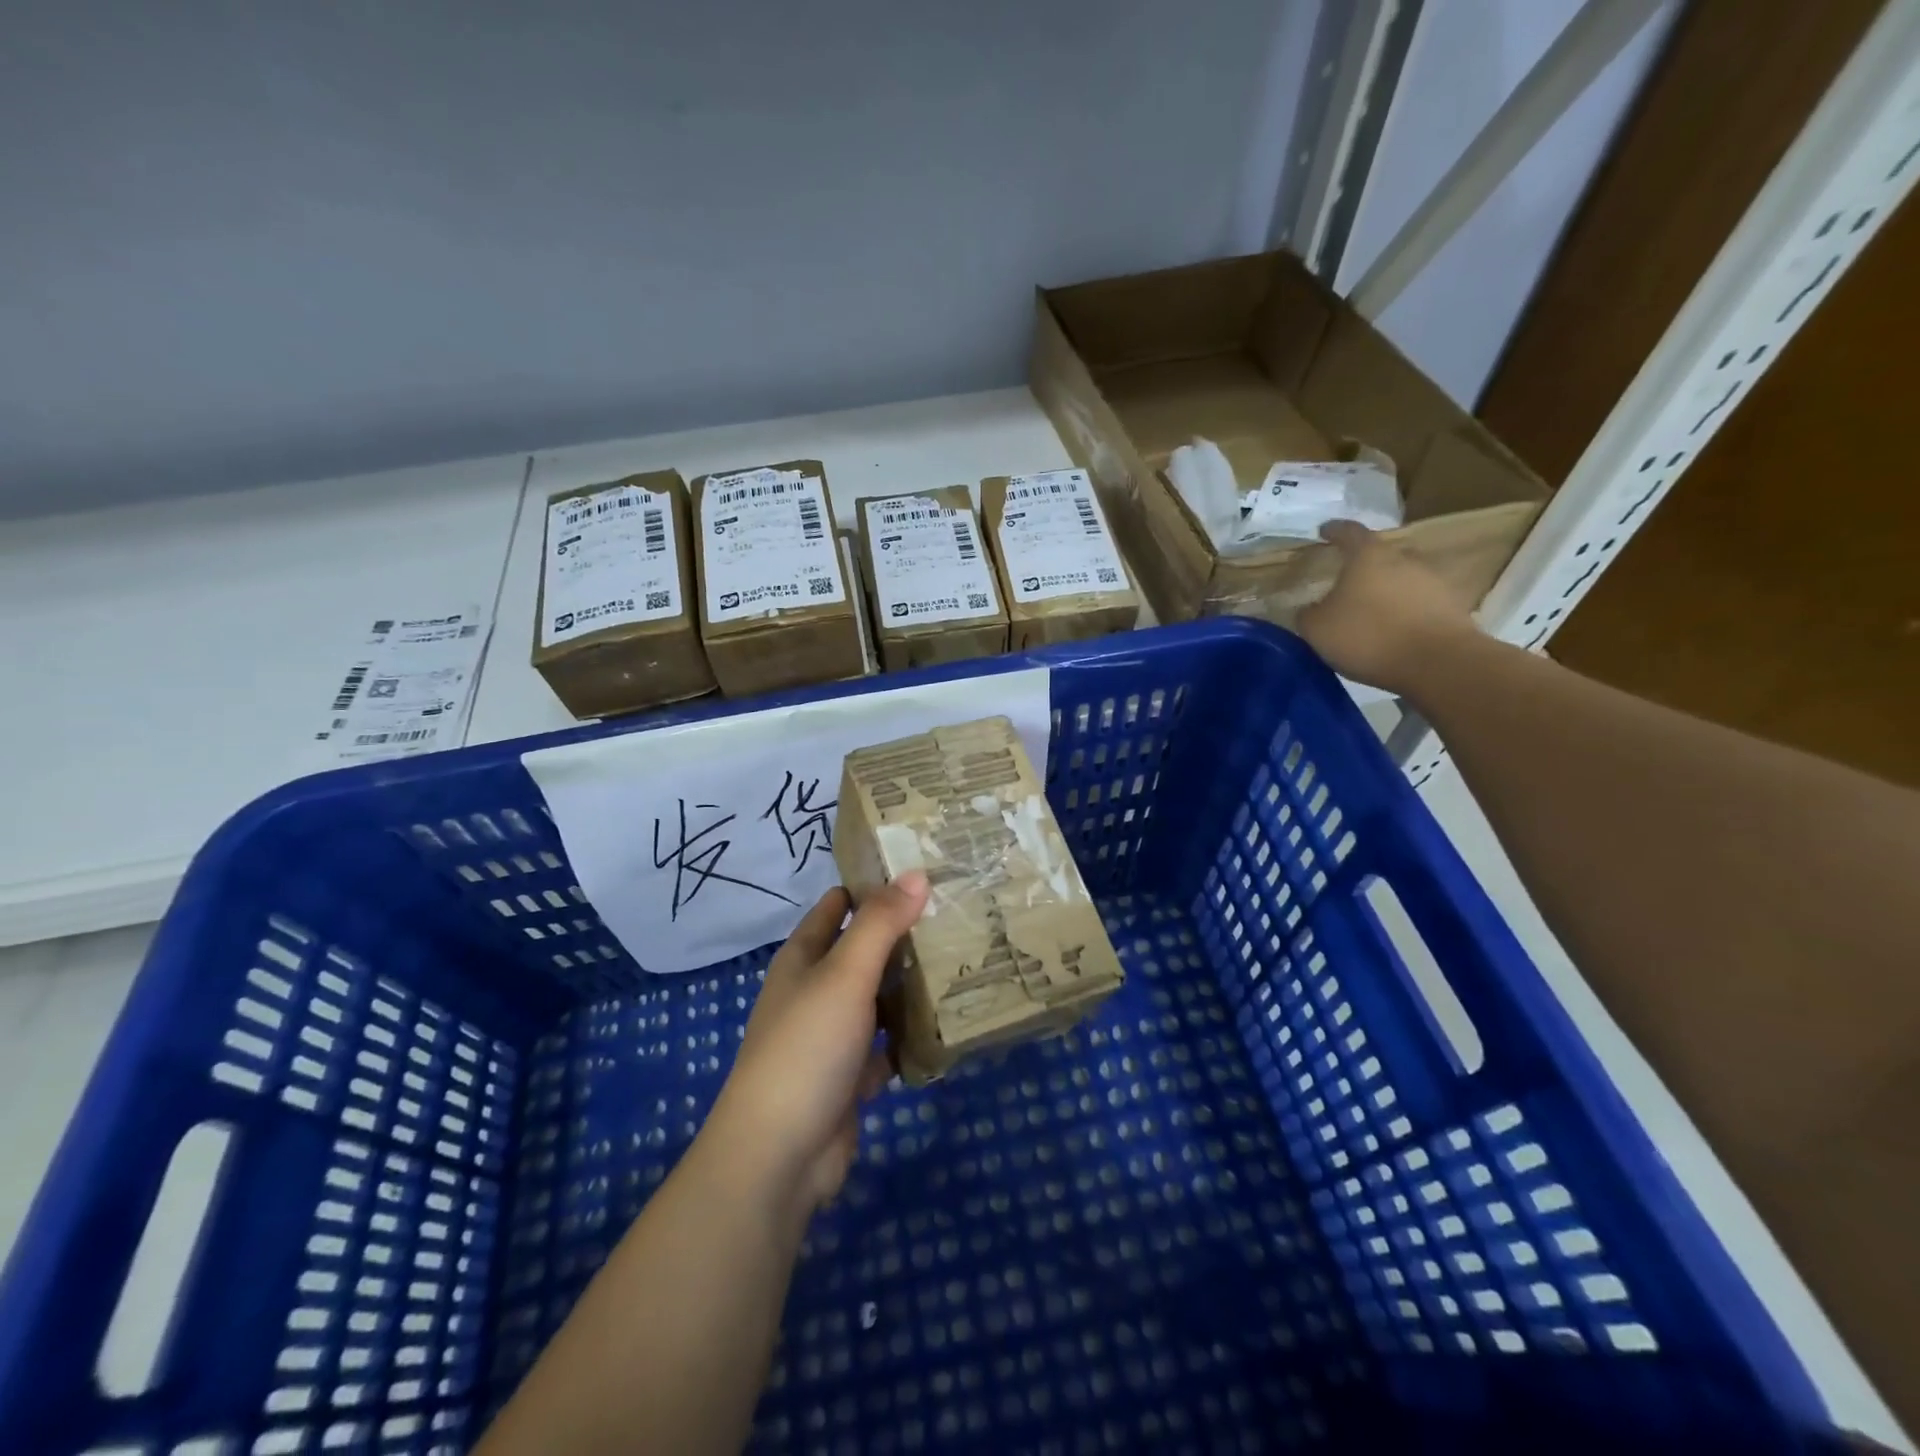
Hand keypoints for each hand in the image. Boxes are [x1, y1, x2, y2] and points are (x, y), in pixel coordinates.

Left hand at [704, 872, 929, 1219]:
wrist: (779, 1155)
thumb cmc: (807, 1047)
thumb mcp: (845, 974)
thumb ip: (880, 924)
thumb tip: (916, 873)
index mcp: (803, 958)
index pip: (836, 905)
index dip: (871, 885)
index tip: (920, 871)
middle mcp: (814, 991)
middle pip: (862, 952)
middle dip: (902, 935)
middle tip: (957, 914)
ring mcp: (831, 1037)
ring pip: (877, 999)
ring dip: (910, 986)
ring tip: (963, 960)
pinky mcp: (850, 1077)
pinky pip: (887, 1046)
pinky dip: (910, 1037)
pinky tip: (948, 1024)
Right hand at [1296, 520, 1479, 693]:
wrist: (1436, 662)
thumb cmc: (1368, 636)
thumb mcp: (1317, 629)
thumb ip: (1308, 614)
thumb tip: (1310, 609)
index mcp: (1368, 556)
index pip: (1348, 532)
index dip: (1334, 531)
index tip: (1324, 531)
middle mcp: (1403, 558)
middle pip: (1379, 555)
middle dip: (1362, 566)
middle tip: (1345, 582)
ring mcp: (1432, 580)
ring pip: (1401, 578)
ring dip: (1385, 590)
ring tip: (1370, 610)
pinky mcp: (1451, 605)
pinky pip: (1419, 602)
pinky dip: (1404, 610)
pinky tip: (1393, 629)